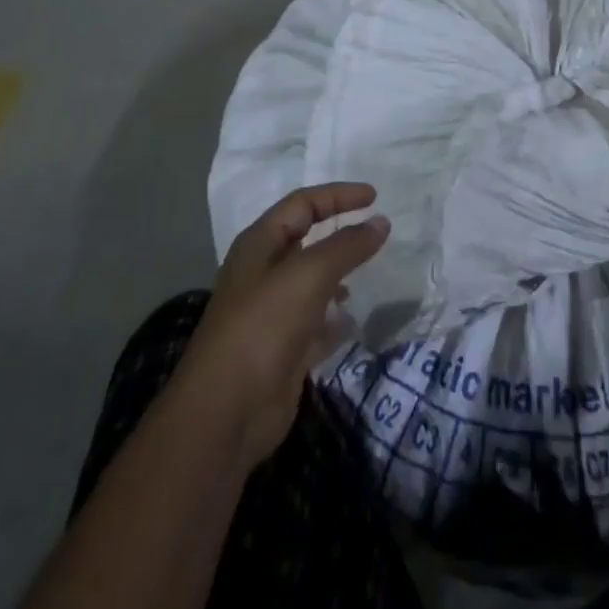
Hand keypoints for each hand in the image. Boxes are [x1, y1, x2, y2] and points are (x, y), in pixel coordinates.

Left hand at [174, 183, 389, 468]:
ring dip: (338, 274)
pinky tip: (352, 321)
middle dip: (339, 231)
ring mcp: (272, 313)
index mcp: (259, 244)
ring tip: (367, 273)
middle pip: (306, 239)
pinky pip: (316, 323)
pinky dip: (334, 318)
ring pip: (312, 281)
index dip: (338, 195)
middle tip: (375, 229)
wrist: (227, 412)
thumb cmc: (264, 326)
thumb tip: (381, 222)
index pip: (303, 204)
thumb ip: (347, 246)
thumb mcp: (309, 275)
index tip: (375, 196)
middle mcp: (263, 273)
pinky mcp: (283, 350)